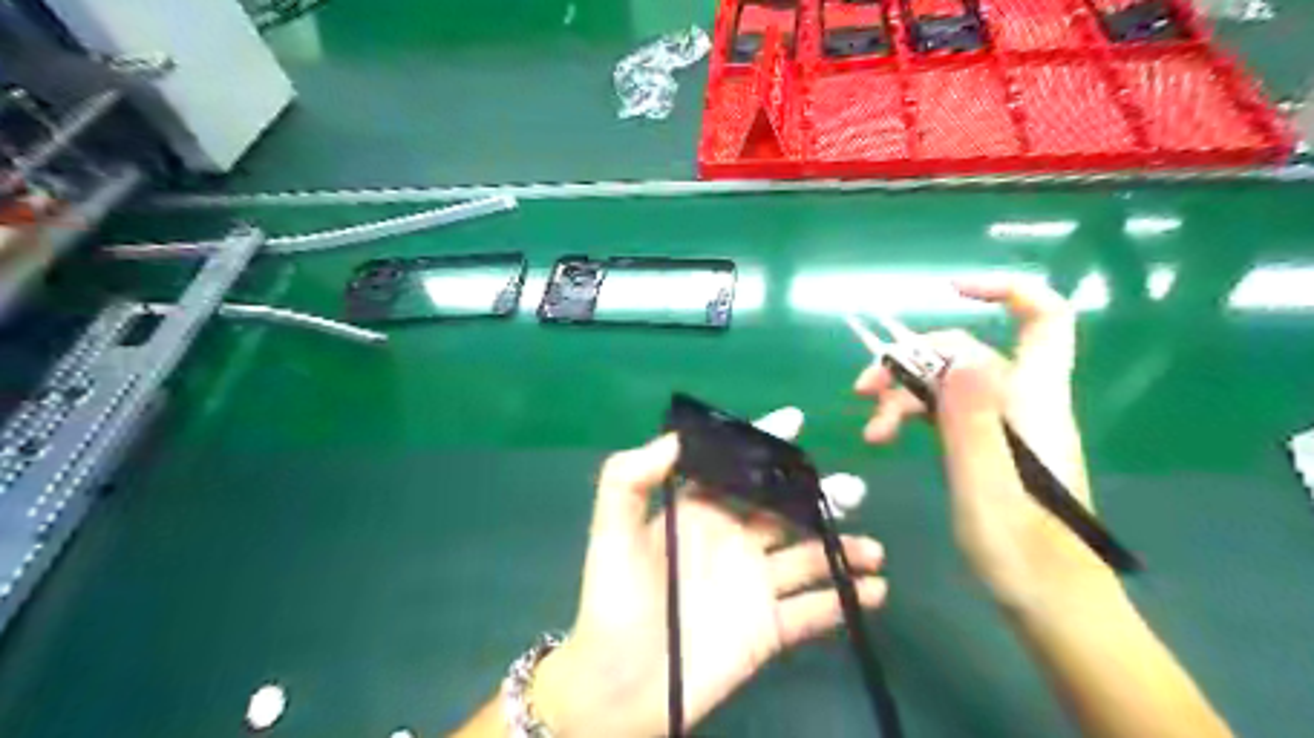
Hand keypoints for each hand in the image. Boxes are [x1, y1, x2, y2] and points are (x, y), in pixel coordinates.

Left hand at [537, 413, 893, 733]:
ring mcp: (753, 584)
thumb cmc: (615, 600)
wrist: (620, 685)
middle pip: (784, 509)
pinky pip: (814, 610)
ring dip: (843, 550)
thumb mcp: (612, 531)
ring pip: (808, 557)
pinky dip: (844, 601)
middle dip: (819, 496)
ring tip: (874, 550)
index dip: (764, 444)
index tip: (796, 421)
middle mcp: (732, 541)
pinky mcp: (768, 628)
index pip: (736, 470)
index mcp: (699, 513)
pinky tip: (875, 592)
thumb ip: (630, 477)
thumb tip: (677, 438)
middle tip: (851, 491)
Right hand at [859, 277, 1123, 609]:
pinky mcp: (986, 445)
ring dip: (903, 394)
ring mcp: (1001, 424)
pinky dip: (912, 416)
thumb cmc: (1021, 549)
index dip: (1004, 290)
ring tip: (870, 429)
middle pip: (967, 352)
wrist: (1047, 600)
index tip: (949, 290)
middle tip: (863, 389)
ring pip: (947, 383)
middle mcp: (1020, 401)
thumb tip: (960, 353)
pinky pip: (945, 411)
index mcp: (1033, 400)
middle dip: (912, 359)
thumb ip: (973, 418)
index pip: (1042, 318)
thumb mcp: (986, 484)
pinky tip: (883, 438)